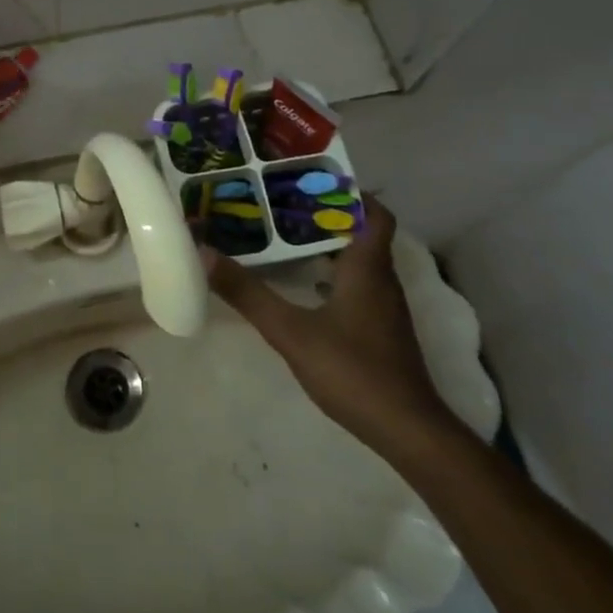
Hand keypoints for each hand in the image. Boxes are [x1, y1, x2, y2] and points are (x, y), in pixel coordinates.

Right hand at [203, 198, 460, 451]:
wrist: (407, 431)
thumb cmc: (353, 370)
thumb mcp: (291, 331)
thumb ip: (248, 294)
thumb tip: (205, 253)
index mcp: (368, 268)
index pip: (375, 213)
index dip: (350, 193)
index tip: (312, 182)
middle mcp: (382, 281)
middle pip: (363, 233)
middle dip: (327, 216)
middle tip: (284, 205)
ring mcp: (385, 309)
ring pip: (360, 261)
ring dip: (329, 246)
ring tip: (287, 239)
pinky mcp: (382, 331)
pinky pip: (359, 286)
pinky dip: (334, 276)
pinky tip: (305, 286)